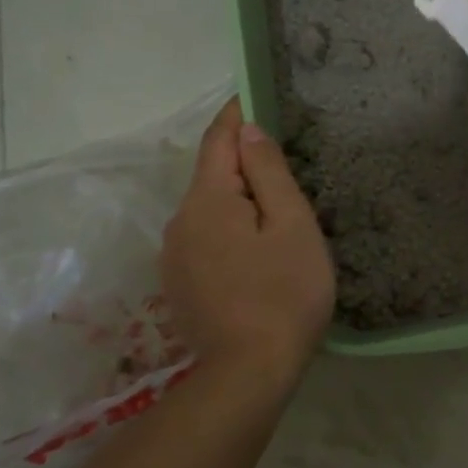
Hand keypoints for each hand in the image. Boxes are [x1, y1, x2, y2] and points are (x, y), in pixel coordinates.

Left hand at [162, 99, 334, 378]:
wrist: (248, 373)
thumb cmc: (284, 292)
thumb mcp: (292, 225)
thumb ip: (269, 173)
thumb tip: (249, 131)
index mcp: (208, 201)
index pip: (219, 141)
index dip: (237, 115)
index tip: (254, 94)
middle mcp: (180, 221)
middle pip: (213, 176)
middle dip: (245, 165)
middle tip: (289, 169)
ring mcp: (175, 256)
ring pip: (210, 211)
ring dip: (240, 202)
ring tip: (279, 218)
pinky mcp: (180, 284)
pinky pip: (206, 239)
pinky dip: (230, 231)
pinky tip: (258, 254)